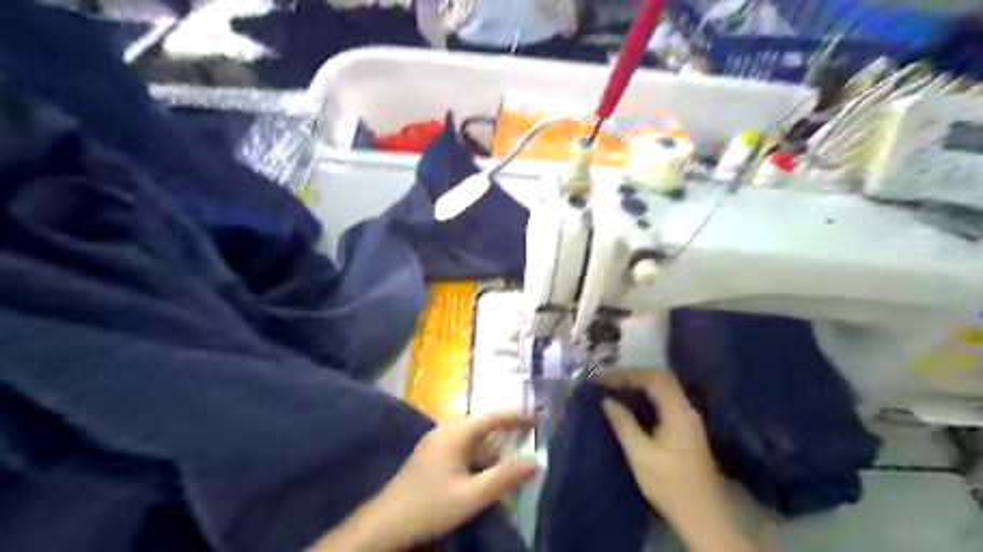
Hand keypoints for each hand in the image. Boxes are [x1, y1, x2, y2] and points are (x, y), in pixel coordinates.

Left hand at [310, 412, 534, 548]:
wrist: (387, 521)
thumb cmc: (430, 505)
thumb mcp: (472, 496)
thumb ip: (503, 478)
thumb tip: (533, 463)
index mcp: (456, 433)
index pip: (492, 417)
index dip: (515, 417)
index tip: (535, 420)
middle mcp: (446, 430)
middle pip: (482, 425)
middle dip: (504, 432)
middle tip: (526, 439)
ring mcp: (436, 441)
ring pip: (471, 438)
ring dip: (490, 447)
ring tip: (509, 460)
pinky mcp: (431, 454)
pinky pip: (461, 447)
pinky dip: (477, 455)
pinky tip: (483, 472)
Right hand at [594, 371, 754, 551]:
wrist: (703, 514)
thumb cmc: (670, 486)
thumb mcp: (641, 456)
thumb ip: (624, 425)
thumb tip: (607, 401)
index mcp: (678, 413)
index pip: (653, 379)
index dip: (626, 375)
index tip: (602, 379)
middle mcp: (686, 409)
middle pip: (660, 379)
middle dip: (632, 376)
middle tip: (607, 380)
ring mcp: (687, 418)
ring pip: (663, 389)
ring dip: (638, 384)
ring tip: (614, 387)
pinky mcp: (685, 428)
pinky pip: (663, 400)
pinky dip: (645, 395)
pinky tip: (630, 403)